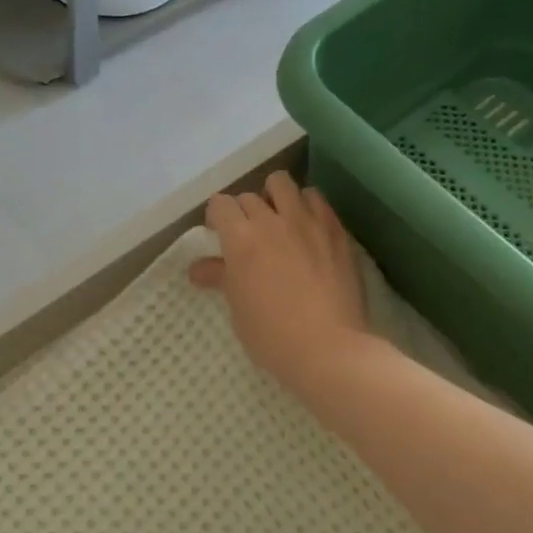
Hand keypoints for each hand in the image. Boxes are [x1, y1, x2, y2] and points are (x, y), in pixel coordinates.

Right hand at [188, 170, 372, 396]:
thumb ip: (220, 278)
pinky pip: (316, 199)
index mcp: (240, 240)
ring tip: (277, 218)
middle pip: (249, 196)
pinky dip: (306, 205)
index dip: (217, 217)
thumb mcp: (238, 308)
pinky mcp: (335, 230)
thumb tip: (197, 269)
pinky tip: (306, 226)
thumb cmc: (271, 336)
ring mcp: (307, 221)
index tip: (218, 234)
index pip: (221, 205)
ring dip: (274, 196)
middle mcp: (272, 220)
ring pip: (284, 184)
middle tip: (246, 235)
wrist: (328, 348)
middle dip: (243, 211)